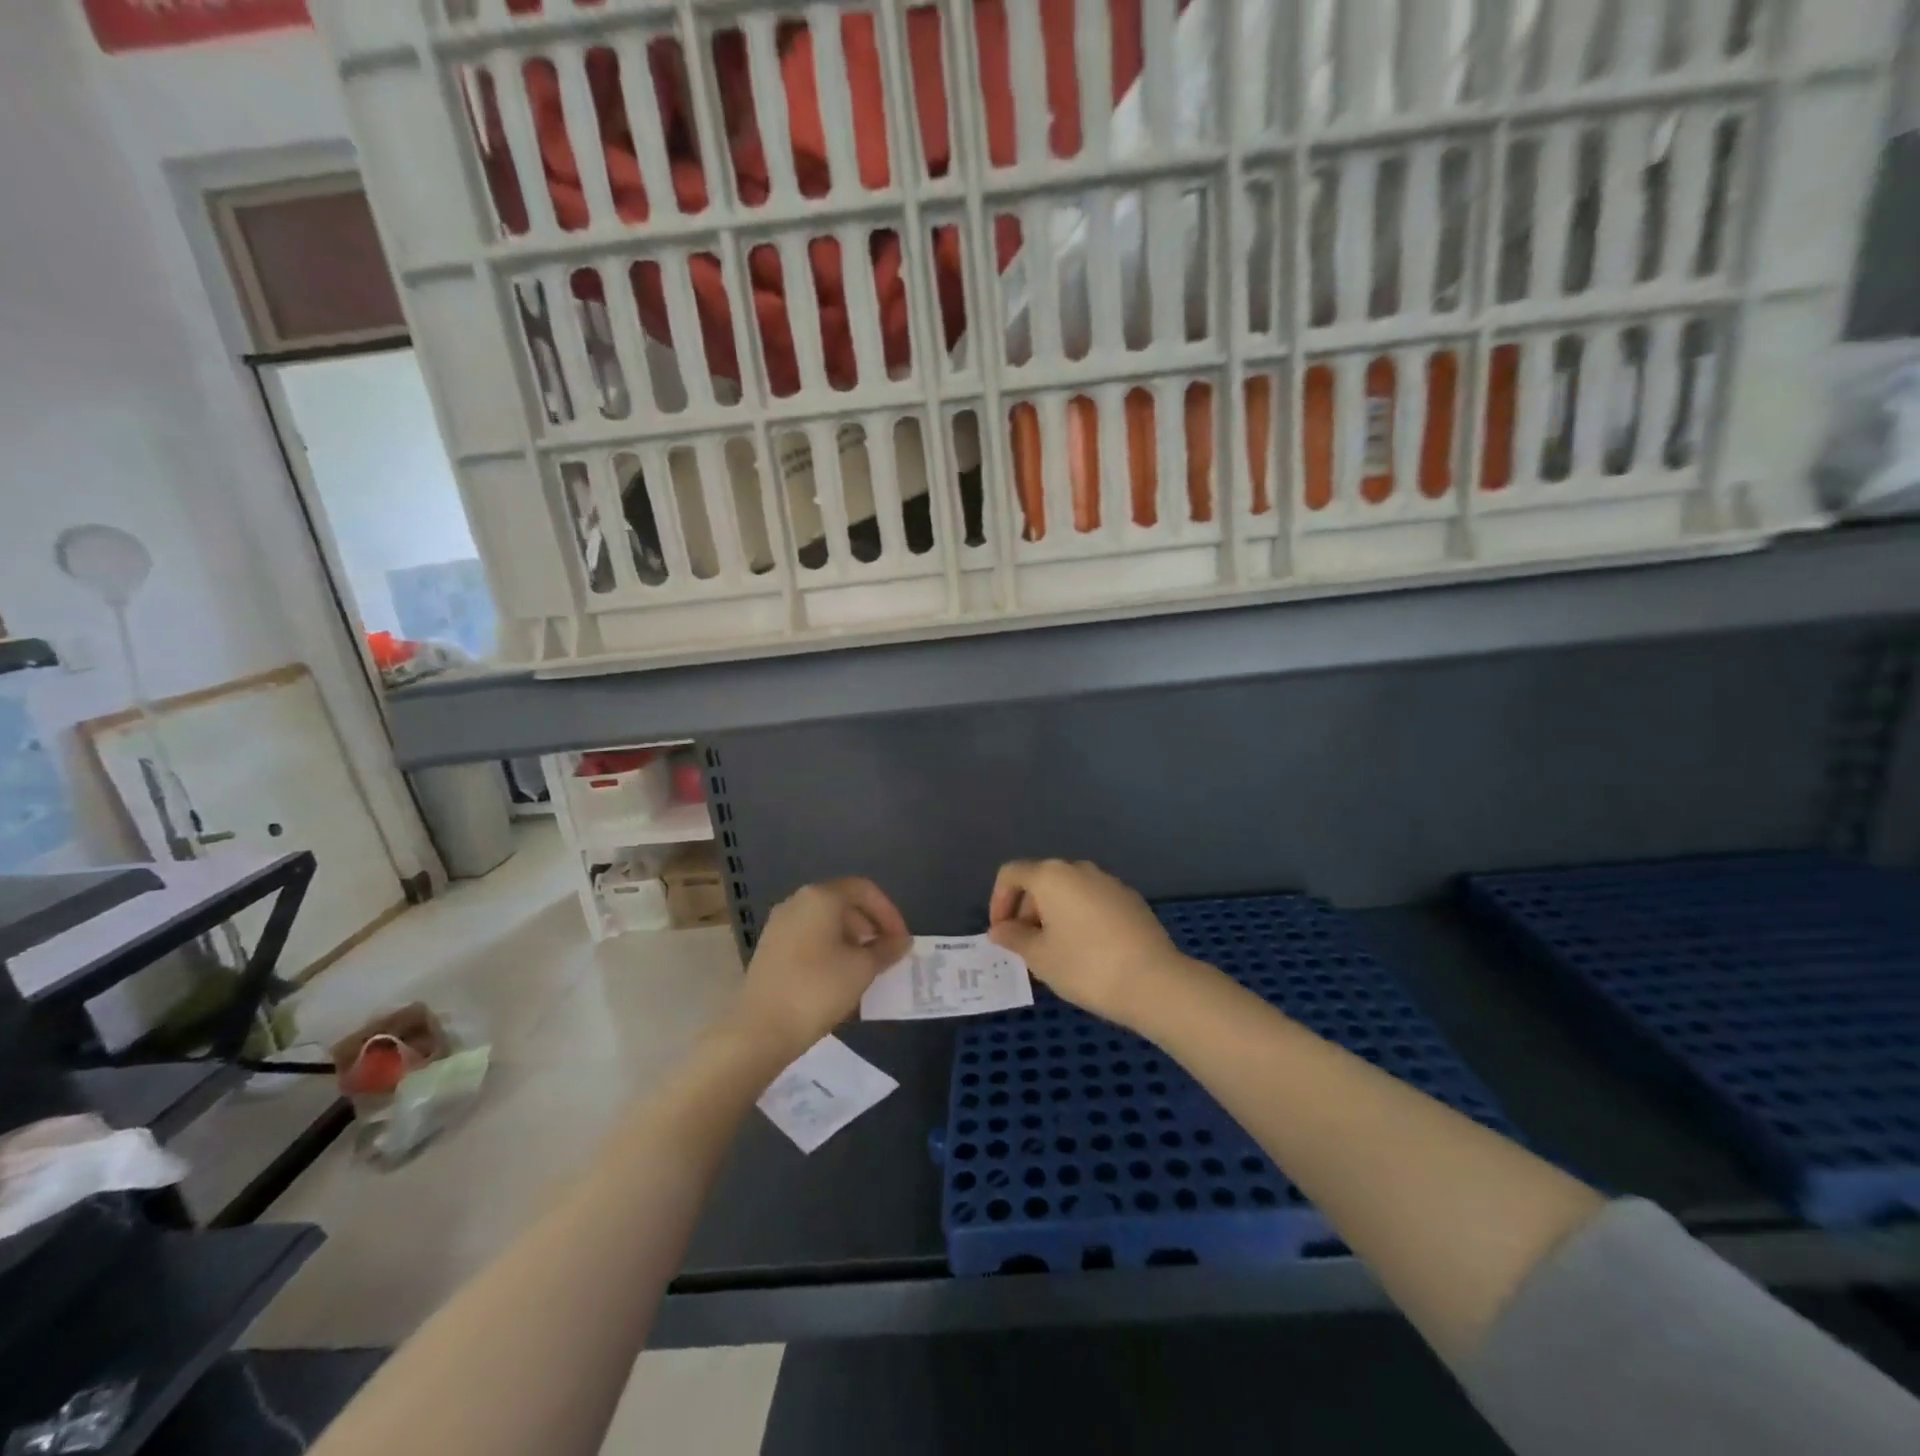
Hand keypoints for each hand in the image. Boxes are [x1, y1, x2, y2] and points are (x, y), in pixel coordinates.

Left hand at [732, 879, 909, 1058]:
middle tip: (886, 955)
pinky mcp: (769, 949)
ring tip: (866, 970)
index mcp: (820, 897)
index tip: (901, 941)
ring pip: (825, 923)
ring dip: (851, 941)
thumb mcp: (862, 969)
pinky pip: (809, 939)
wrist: (761, 1030)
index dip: (889, 912)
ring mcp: (779, 925)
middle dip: (870, 927)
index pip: (864, 890)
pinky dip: (830, 951)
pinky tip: (839, 979)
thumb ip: (886, 950)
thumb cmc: (818, 989)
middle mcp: (797, 902)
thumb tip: (901, 942)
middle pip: (844, 904)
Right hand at [987, 859, 1195, 1029]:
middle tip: (1027, 949)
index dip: (998, 901)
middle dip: (1027, 911)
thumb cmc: (1085, 966)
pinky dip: (1080, 919)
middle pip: (1041, 881)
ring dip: (1054, 916)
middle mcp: (1079, 869)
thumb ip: (1014, 938)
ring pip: (1069, 892)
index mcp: (1051, 876)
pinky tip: (1088, 952)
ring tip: (1056, 953)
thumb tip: (1000, 929)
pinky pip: (1093, 902)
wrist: (1154, 981)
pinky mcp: (1131, 899)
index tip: (1002, 934)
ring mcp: (1109, 882)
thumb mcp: (1039, 957)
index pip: (1011, 874)